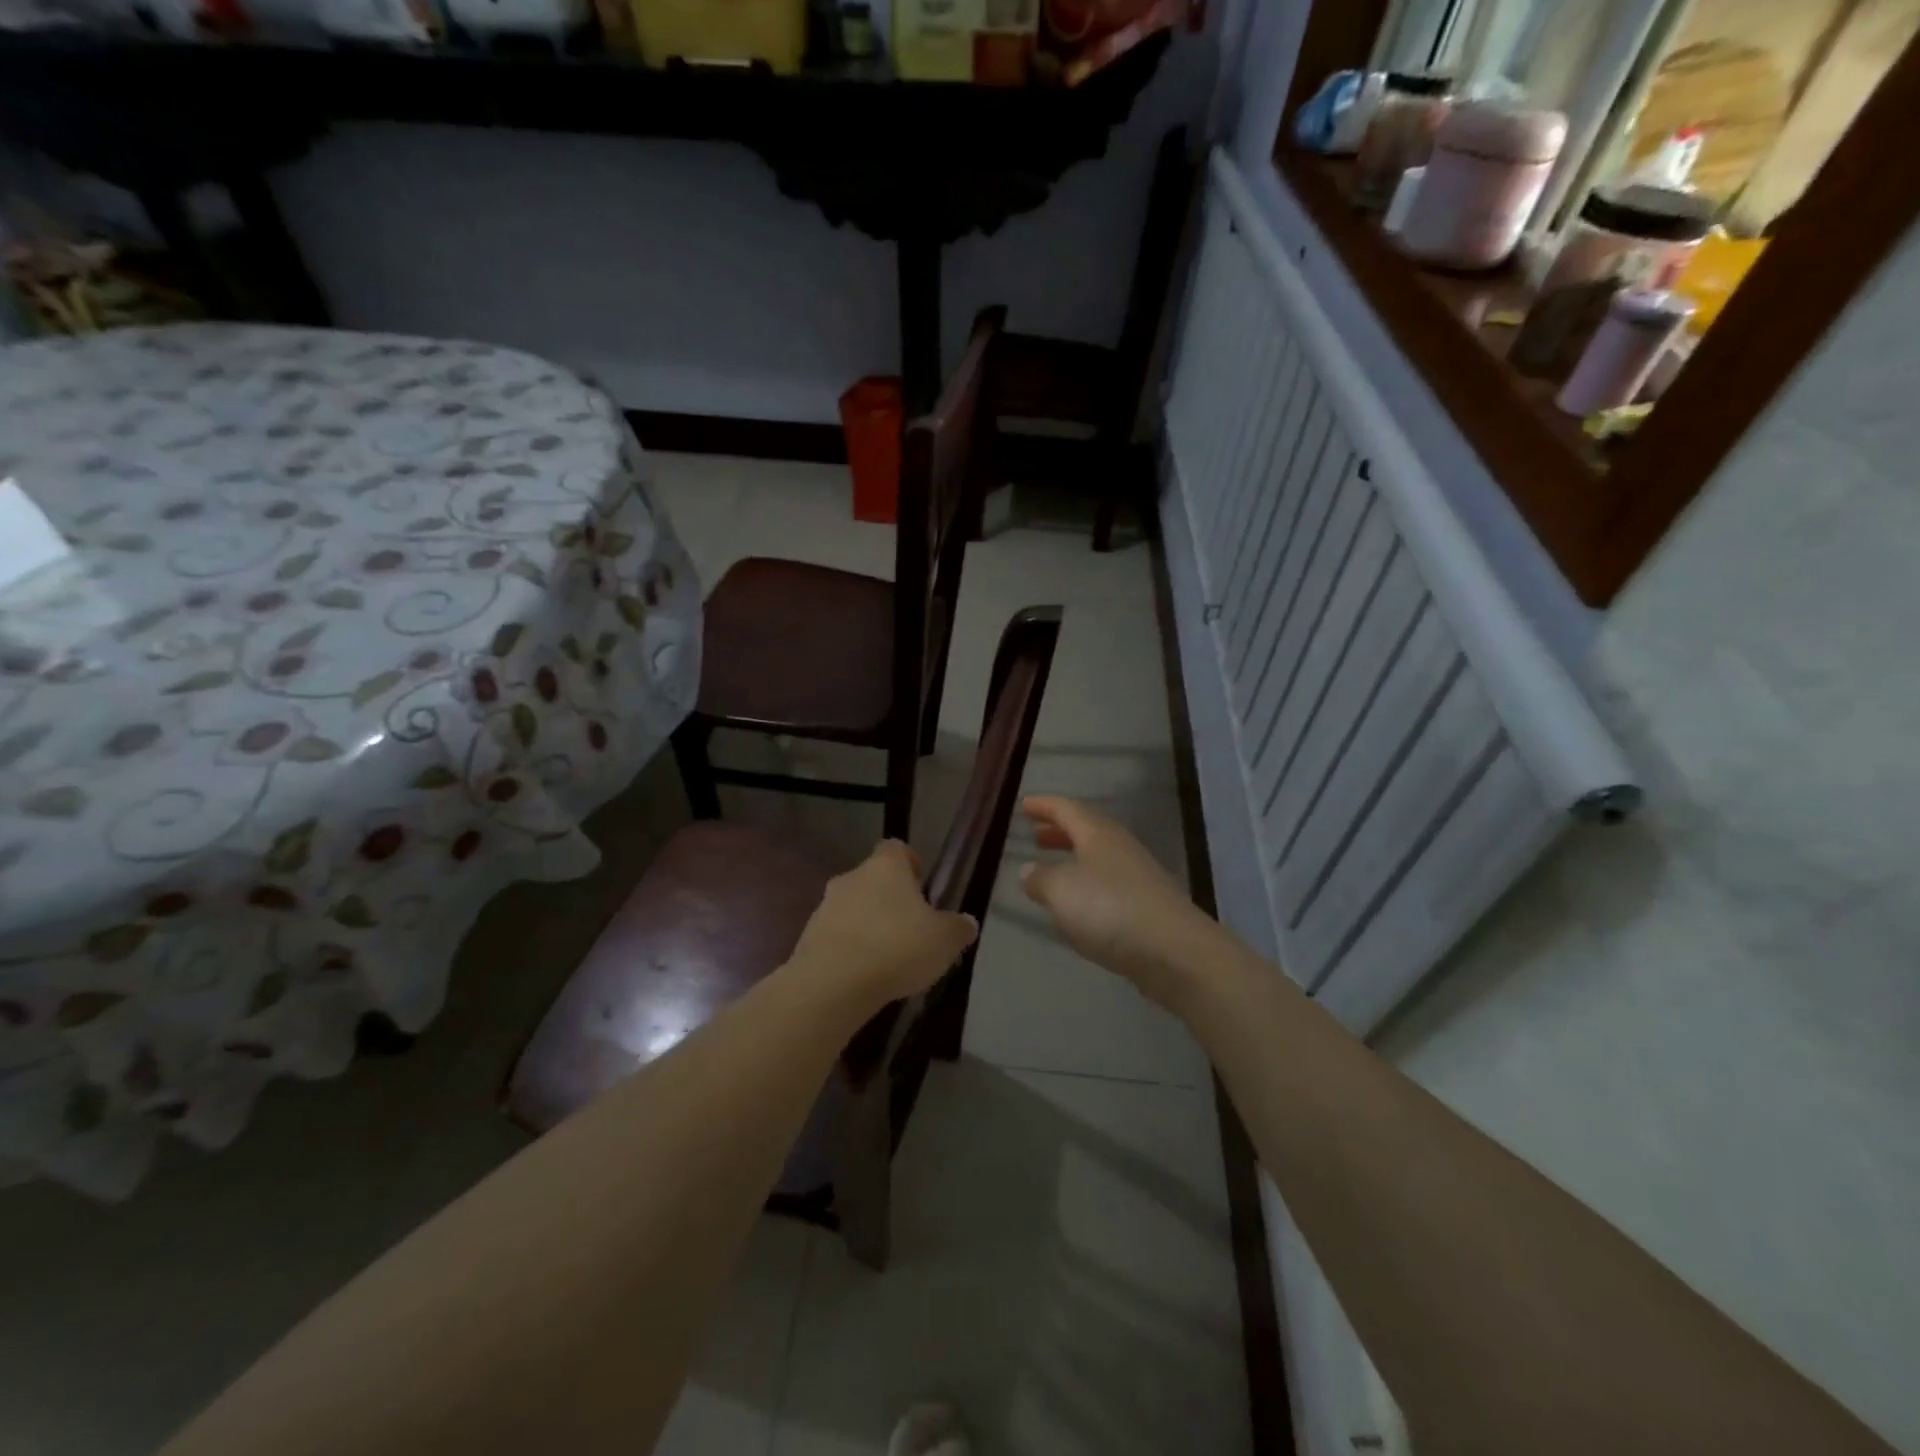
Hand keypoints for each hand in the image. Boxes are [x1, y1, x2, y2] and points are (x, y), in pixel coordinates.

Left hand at [788, 840, 977, 1008]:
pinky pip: (836, 936)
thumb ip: (958, 928)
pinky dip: (849, 949)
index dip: (911, 865)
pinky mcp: (808, 937)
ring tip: (887, 958)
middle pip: (874, 879)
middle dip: (890, 900)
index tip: (922, 887)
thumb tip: (967, 923)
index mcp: (886, 867)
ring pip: (853, 908)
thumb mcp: (944, 941)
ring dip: (868, 925)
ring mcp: (825, 906)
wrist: (832, 984)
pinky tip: (863, 975)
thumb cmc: (896, 948)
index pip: (897, 849)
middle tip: (911, 929)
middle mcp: (852, 877)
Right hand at [1019, 796, 1226, 1011]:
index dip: (1044, 806)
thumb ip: (1040, 878)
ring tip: (1052, 868)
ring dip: (1073, 858)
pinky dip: (1088, 884)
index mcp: (1098, 834)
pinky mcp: (1146, 905)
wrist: (1174, 951)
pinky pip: (1108, 883)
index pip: (1067, 809)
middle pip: (1086, 830)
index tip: (1024, 804)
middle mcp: (1120, 847)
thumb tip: (1029, 870)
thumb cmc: (1109, 909)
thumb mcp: (1061, 890)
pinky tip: (1078, 905)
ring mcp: (1137, 876)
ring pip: (1098, 857)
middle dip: (1059, 831)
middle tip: (1036, 834)